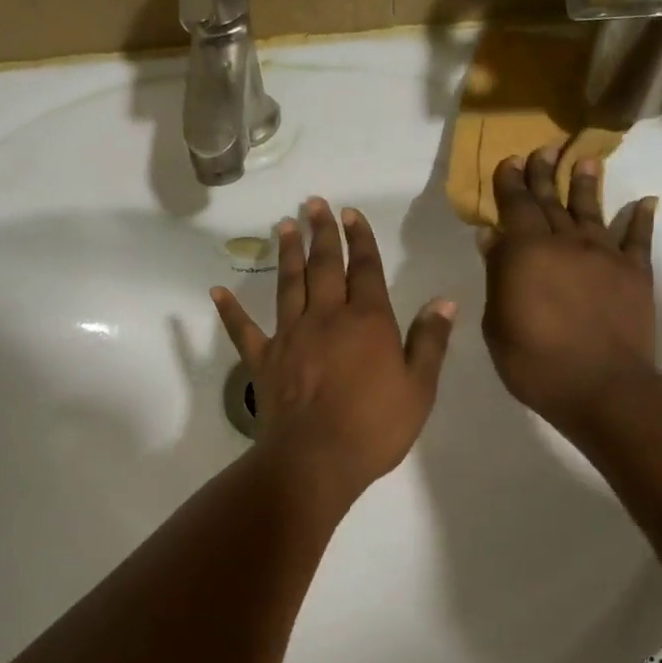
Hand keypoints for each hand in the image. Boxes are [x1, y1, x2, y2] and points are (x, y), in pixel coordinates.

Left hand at [212, 198, 455, 504]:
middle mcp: (326, 317)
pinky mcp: (263, 360)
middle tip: (314, 203)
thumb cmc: (374, 427)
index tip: (351, 213)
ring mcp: (290, 336)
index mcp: (367, 321)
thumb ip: (430, 342)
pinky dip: (230, 310)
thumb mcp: (419, 388)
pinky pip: (243, 330)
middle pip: (324, 266)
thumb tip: (444, 301)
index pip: (365, 269)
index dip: (360, 239)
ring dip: (287, 253)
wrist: (316, 459)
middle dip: (322, 233)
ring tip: (285, 225)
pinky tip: (217, 291)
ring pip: (288, 284)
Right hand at [480, 148, 657, 434]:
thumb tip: (493, 237)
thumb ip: (498, 276)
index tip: (510, 160)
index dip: (512, 183)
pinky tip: (645, 201)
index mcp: (526, 253)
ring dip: (587, 184)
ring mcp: (604, 256)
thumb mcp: (498, 321)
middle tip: (542, 149)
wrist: (601, 387)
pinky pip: (638, 240)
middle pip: (552, 201)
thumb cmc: (534, 361)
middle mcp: (566, 243)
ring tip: (586, 159)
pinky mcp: (635, 274)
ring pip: (592, 211)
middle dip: (544, 174)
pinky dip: (641, 219)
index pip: (516, 207)